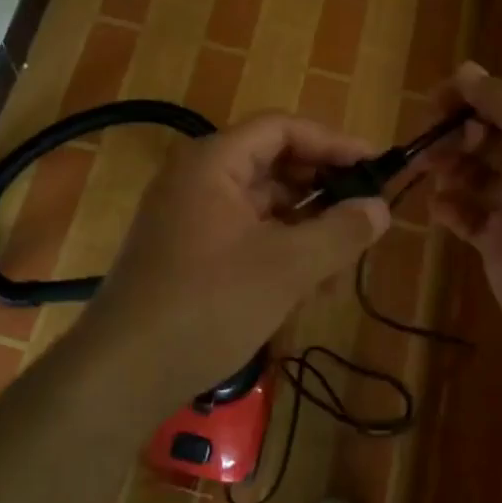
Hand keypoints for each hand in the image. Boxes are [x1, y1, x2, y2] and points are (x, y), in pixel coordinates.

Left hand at [80, 113, 390, 404]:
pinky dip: (279, 252)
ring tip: (341, 267)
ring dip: (305, 229)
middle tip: (365, 216)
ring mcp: (189, 217)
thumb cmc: (207, 305)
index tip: (376, 165)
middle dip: (322, 192)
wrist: (121, 373)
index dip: (333, 142)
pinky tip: (308, 289)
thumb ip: (339, 232)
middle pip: (273, 165)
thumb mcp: (286, 268)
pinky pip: (245, 236)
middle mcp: (197, 179)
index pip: (283, 129)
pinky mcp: (188, 253)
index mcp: (213, 162)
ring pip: (263, 207)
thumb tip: (380, 208)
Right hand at [426, 62, 501, 358]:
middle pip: (484, 136)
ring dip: (447, 166)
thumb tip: (466, 70)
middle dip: (454, 133)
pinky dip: (449, 208)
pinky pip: (465, 216)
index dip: (469, 97)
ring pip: (471, 174)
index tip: (434, 104)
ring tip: (431, 171)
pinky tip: (441, 208)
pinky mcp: (500, 244)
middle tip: (431, 144)